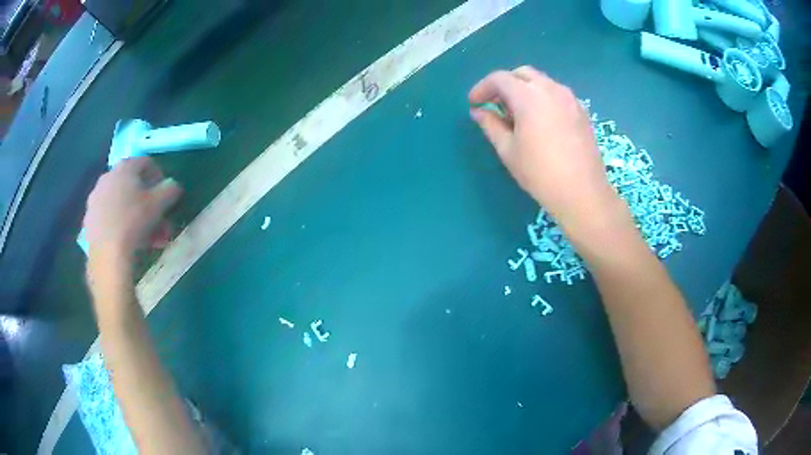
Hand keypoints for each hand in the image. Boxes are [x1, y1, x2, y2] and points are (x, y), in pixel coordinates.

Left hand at [83, 157, 181, 259]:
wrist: (108, 255)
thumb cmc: (134, 222)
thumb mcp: (160, 203)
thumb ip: (170, 189)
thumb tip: (172, 186)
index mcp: (124, 167)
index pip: (146, 162)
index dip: (159, 177)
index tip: (166, 195)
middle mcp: (107, 177)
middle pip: (132, 186)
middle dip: (148, 203)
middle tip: (158, 222)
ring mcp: (95, 199)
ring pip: (120, 203)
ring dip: (135, 216)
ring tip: (146, 238)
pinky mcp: (89, 220)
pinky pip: (108, 218)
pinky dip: (119, 225)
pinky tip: (128, 242)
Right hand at [469, 66, 616, 229]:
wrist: (582, 193)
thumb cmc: (540, 173)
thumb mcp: (508, 150)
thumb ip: (491, 125)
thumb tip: (479, 111)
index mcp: (529, 96)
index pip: (500, 79)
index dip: (482, 88)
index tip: (474, 103)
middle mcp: (551, 89)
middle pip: (522, 74)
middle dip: (505, 84)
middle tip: (496, 105)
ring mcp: (569, 98)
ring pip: (541, 82)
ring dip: (524, 90)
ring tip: (518, 114)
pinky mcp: (581, 110)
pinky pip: (556, 94)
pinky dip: (542, 98)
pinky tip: (540, 120)